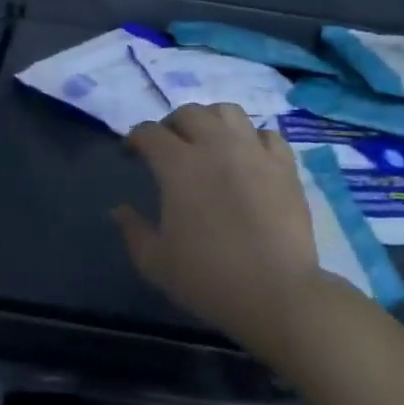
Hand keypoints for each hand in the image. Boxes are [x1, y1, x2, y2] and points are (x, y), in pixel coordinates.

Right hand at [112, 104, 322, 349]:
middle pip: (189, 113)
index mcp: (178, 165)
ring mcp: (254, 152)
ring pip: (229, 112)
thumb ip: (133, 230)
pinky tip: (248, 156)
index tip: (130, 154)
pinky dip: (252, 138)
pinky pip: (267, 134)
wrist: (275, 293)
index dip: (135, 139)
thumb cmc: (208, 278)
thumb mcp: (155, 262)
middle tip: (168, 146)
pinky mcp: (285, 166)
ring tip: (208, 141)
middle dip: (171, 124)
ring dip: (211, 120)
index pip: (149, 133)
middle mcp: (215, 146)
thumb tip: (119, 210)